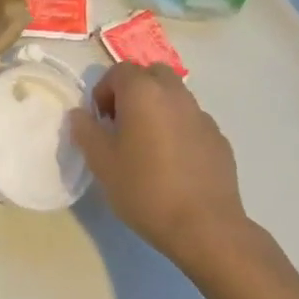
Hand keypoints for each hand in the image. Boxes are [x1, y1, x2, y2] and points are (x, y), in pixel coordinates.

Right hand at [70, 63, 251, 271]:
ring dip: (158, 108)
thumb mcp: (101, 162)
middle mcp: (175, 94)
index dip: (104, 91)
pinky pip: (192, 121)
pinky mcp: (219, 138)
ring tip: (148, 144)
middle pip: (151, 74)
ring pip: (174, 96)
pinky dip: (179, 129)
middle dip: (134, 91)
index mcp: (143, 92)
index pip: (119, 71)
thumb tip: (80, 114)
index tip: (100, 120)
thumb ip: (86, 131)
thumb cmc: (145, 189)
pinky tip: (174, 163)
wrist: (205, 227)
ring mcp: (201, 115)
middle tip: (123, 123)